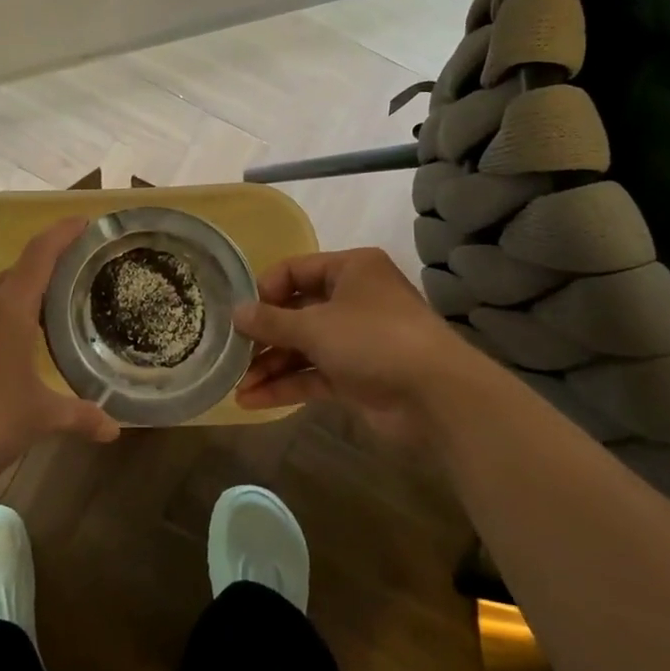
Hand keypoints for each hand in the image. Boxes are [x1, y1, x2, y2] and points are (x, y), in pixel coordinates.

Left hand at [0, 217, 118, 497]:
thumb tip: (113, 429)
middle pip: (14, 274)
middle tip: (71, 284)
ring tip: (39, 320)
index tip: (83, 222)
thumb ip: (79, 416)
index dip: (62, 234)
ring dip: (14, 300)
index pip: (39, 254)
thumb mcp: (39, 418)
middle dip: (42, 272)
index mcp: (7, 308)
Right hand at [232, 248, 489, 440]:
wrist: (437, 396)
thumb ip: (271, 320)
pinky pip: (313, 375)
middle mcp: (353, 300)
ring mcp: (355, 340)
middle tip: (232, 352)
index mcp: (350, 270)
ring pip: (303, 348)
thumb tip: (236, 312)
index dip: (265, 290)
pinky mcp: (356, 376)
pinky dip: (286, 385)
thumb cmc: (374, 339)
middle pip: (296, 312)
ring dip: (270, 366)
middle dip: (264, 336)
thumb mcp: (315, 325)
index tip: (241, 313)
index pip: (295, 270)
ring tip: (237, 385)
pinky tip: (253, 401)